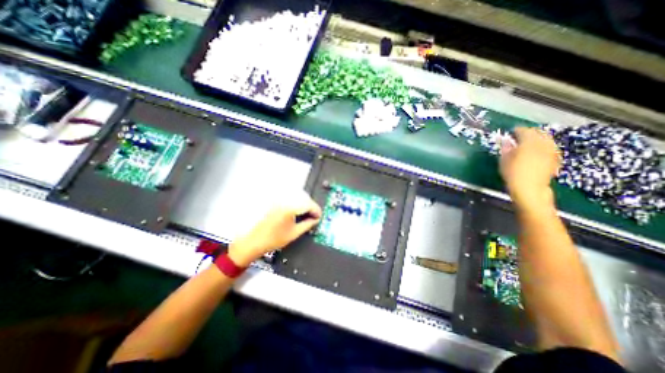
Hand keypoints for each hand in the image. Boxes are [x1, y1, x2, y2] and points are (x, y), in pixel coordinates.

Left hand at [229, 191, 321, 266]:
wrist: (253, 241)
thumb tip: (316, 219)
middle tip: (314, 216)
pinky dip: (296, 202)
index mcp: (290, 207)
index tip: (319, 217)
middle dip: (311, 206)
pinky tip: (296, 210)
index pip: (309, 204)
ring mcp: (278, 199)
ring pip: (297, 195)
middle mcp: (284, 199)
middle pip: (304, 197)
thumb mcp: (294, 233)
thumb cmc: (273, 239)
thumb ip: (308, 224)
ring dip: (304, 203)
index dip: (316, 210)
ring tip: (306, 213)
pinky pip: (289, 197)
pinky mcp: (274, 201)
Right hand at [501, 127, 556, 208]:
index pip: (524, 131)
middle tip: (520, 136)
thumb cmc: (512, 173)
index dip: (517, 130)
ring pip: (547, 139)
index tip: (511, 132)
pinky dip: (544, 146)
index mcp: (529, 142)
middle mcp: (543, 144)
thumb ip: (506, 148)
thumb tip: (506, 141)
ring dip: (538, 139)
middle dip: (530, 133)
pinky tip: (538, 151)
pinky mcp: (555, 159)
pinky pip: (550, 148)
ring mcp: (551, 151)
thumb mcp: (504, 160)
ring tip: (529, 143)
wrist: (529, 188)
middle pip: (539, 133)